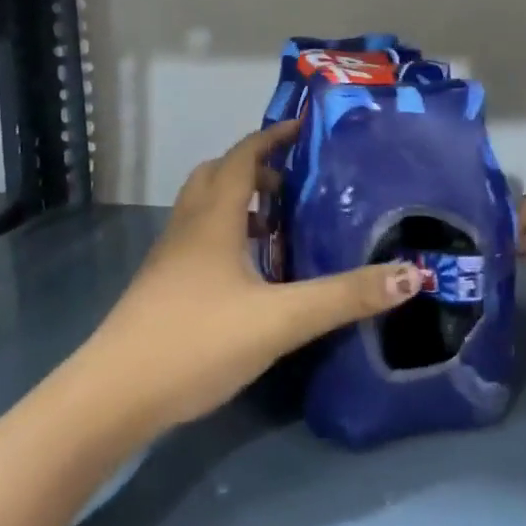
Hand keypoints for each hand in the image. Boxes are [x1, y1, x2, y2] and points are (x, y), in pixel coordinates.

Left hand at [80, 119, 424, 432]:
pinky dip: (225, 236)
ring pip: (204, 210)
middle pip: (217, 176)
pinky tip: (249, 275)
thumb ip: (344, 297)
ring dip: (238, 204)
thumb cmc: (196, 342)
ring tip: (278, 227)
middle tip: (293, 184)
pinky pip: (198, 240)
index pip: (242, 157)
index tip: (302, 128)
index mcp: (213, 219)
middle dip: (255, 169)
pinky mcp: (161, 288)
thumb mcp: (280, 320)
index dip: (272, 137)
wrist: (113, 397)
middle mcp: (187, 228)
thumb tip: (412, 275)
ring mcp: (168, 259)